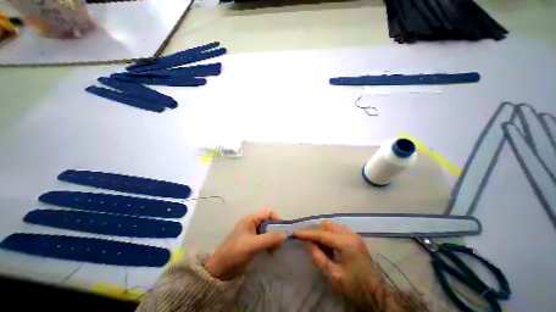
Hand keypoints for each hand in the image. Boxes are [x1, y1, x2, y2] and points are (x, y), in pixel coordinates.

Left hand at [206, 210, 288, 280]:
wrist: (220, 270)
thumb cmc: (236, 252)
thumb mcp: (253, 244)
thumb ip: (270, 238)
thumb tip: (286, 235)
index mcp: (251, 219)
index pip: (268, 213)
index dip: (277, 219)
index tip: (283, 230)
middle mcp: (252, 224)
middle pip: (269, 222)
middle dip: (276, 231)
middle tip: (279, 243)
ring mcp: (252, 233)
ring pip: (268, 231)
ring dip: (273, 239)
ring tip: (274, 250)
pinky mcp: (253, 242)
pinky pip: (265, 239)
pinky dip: (270, 244)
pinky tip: (270, 252)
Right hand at [295, 222, 386, 303]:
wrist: (378, 296)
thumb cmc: (355, 288)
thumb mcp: (334, 275)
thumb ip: (318, 257)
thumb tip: (308, 243)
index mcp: (346, 243)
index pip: (322, 234)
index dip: (307, 234)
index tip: (296, 233)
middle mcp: (350, 234)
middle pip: (327, 225)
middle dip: (317, 233)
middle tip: (311, 244)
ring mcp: (354, 235)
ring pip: (332, 227)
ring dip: (323, 234)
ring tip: (322, 249)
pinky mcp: (355, 238)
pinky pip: (337, 231)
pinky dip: (330, 236)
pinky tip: (330, 249)